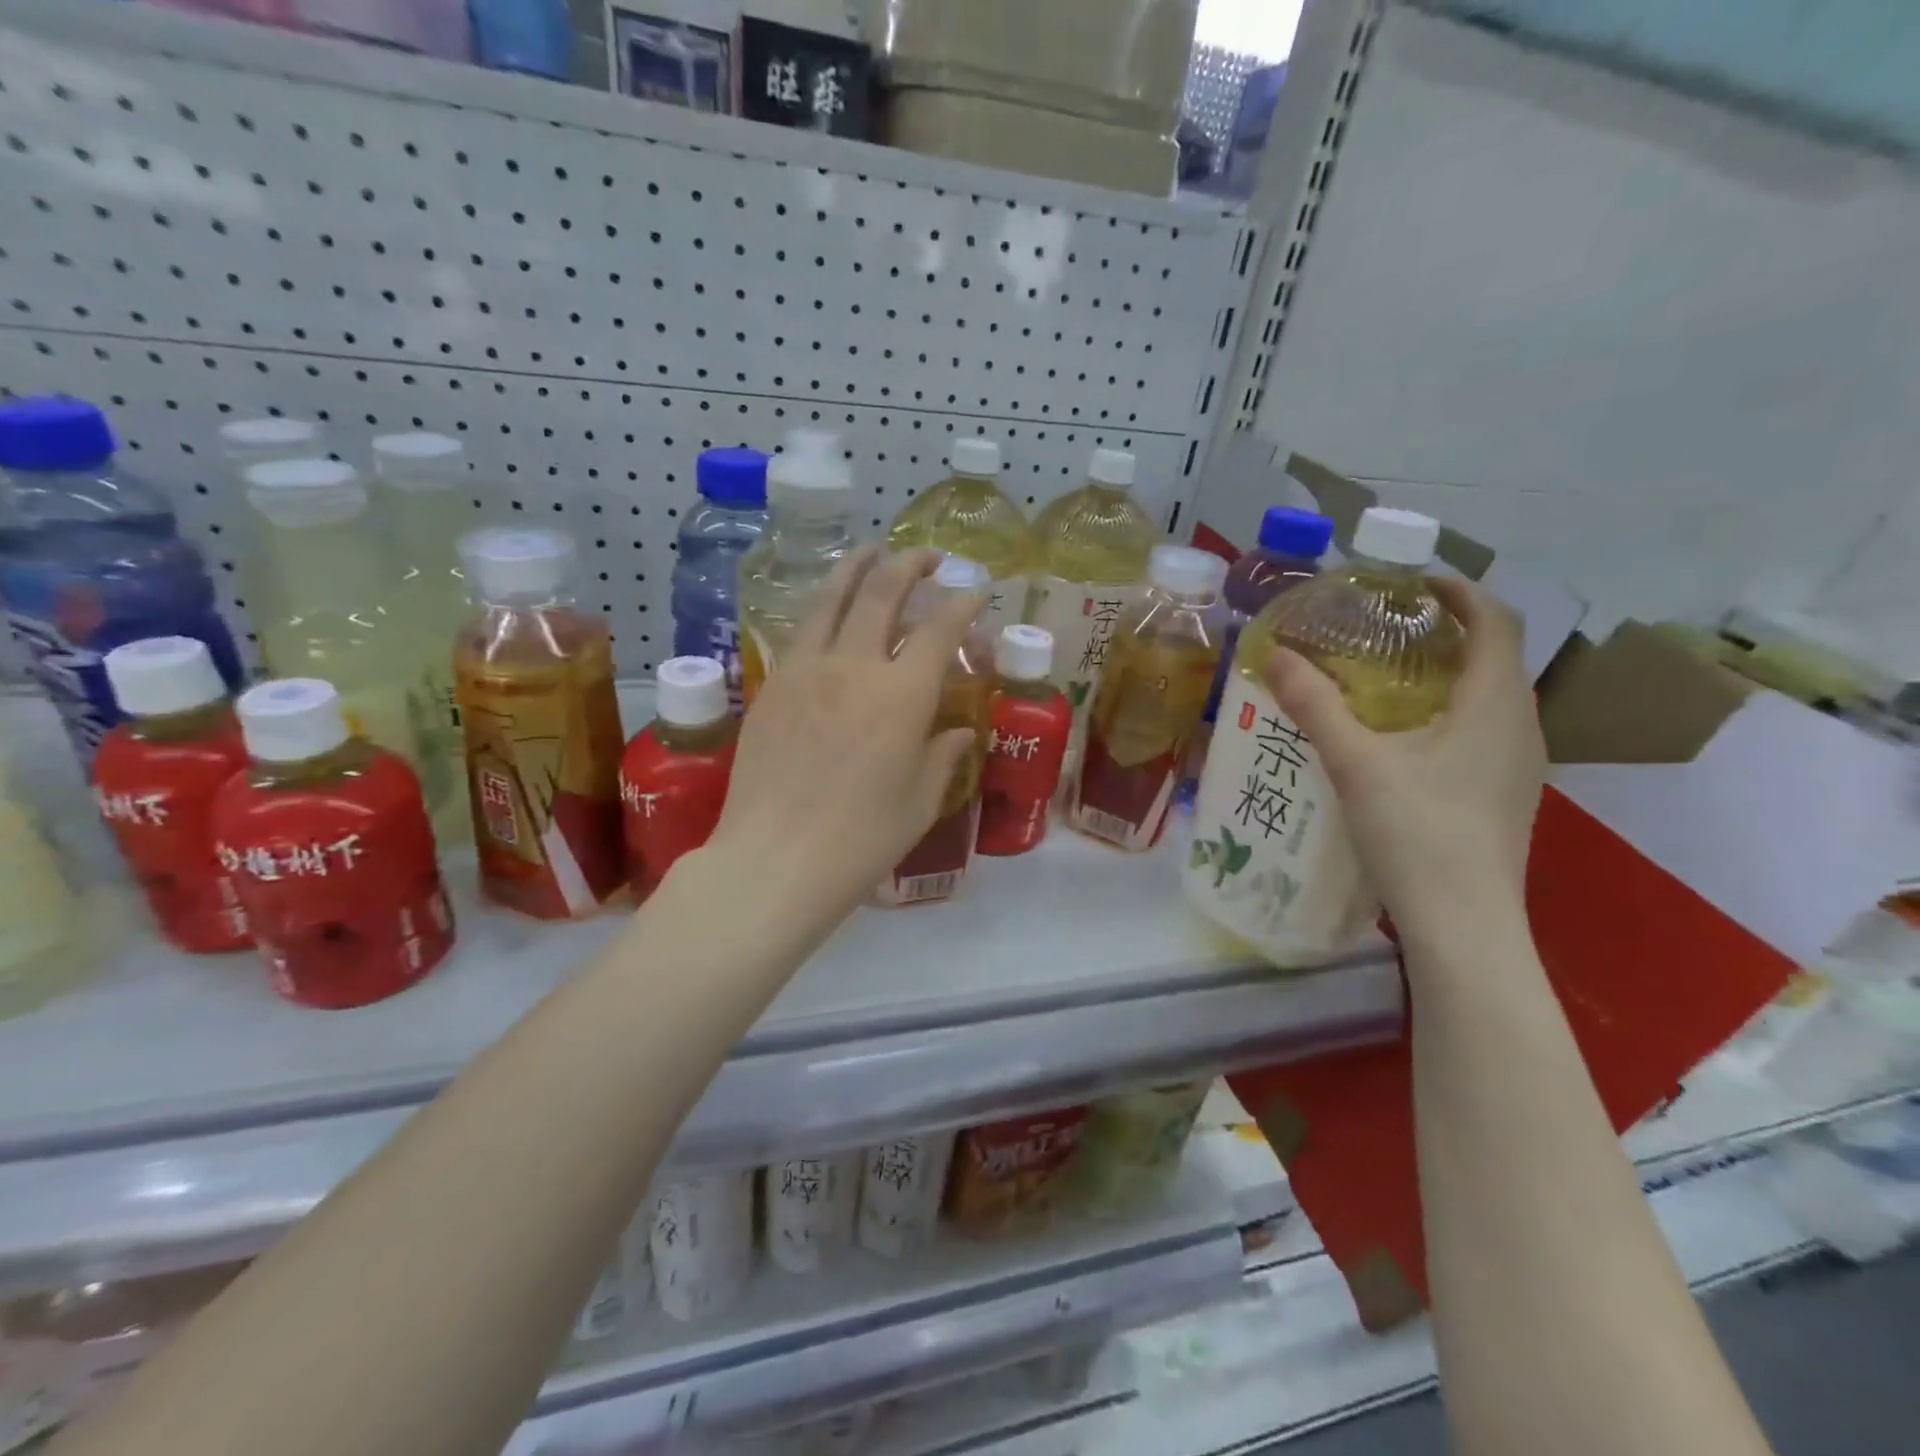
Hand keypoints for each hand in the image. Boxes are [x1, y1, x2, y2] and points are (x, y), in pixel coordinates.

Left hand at [707, 545, 984, 936]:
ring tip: (872, 552)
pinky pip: (802, 631)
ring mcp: (806, 671)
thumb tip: (959, 732)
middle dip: (910, 565)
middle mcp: (854, 667)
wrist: (775, 860)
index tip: (975, 591)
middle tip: (928, 555)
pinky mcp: (772, 686)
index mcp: (902, 695)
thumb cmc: (861, 840)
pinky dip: (823, 607)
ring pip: (832, 599)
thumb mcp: (919, 803)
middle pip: (883, 594)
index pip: (940, 629)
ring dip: (858, 568)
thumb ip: (943, 757)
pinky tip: (829, 610)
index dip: (962, 603)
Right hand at [1260, 577, 1544, 933]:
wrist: (1464, 924)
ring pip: (1490, 694)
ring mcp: (1519, 763)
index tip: (1411, 581)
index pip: (1496, 620)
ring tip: (1389, 673)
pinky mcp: (1505, 792)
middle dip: (1447, 629)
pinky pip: (1484, 727)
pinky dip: (1450, 708)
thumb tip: (1275, 656)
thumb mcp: (1356, 763)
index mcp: (1493, 704)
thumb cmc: (1417, 833)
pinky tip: (1404, 735)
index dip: (1460, 591)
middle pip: (1495, 654)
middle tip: (1387, 625)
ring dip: (1448, 670)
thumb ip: (1314, 706)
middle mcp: (1519, 725)